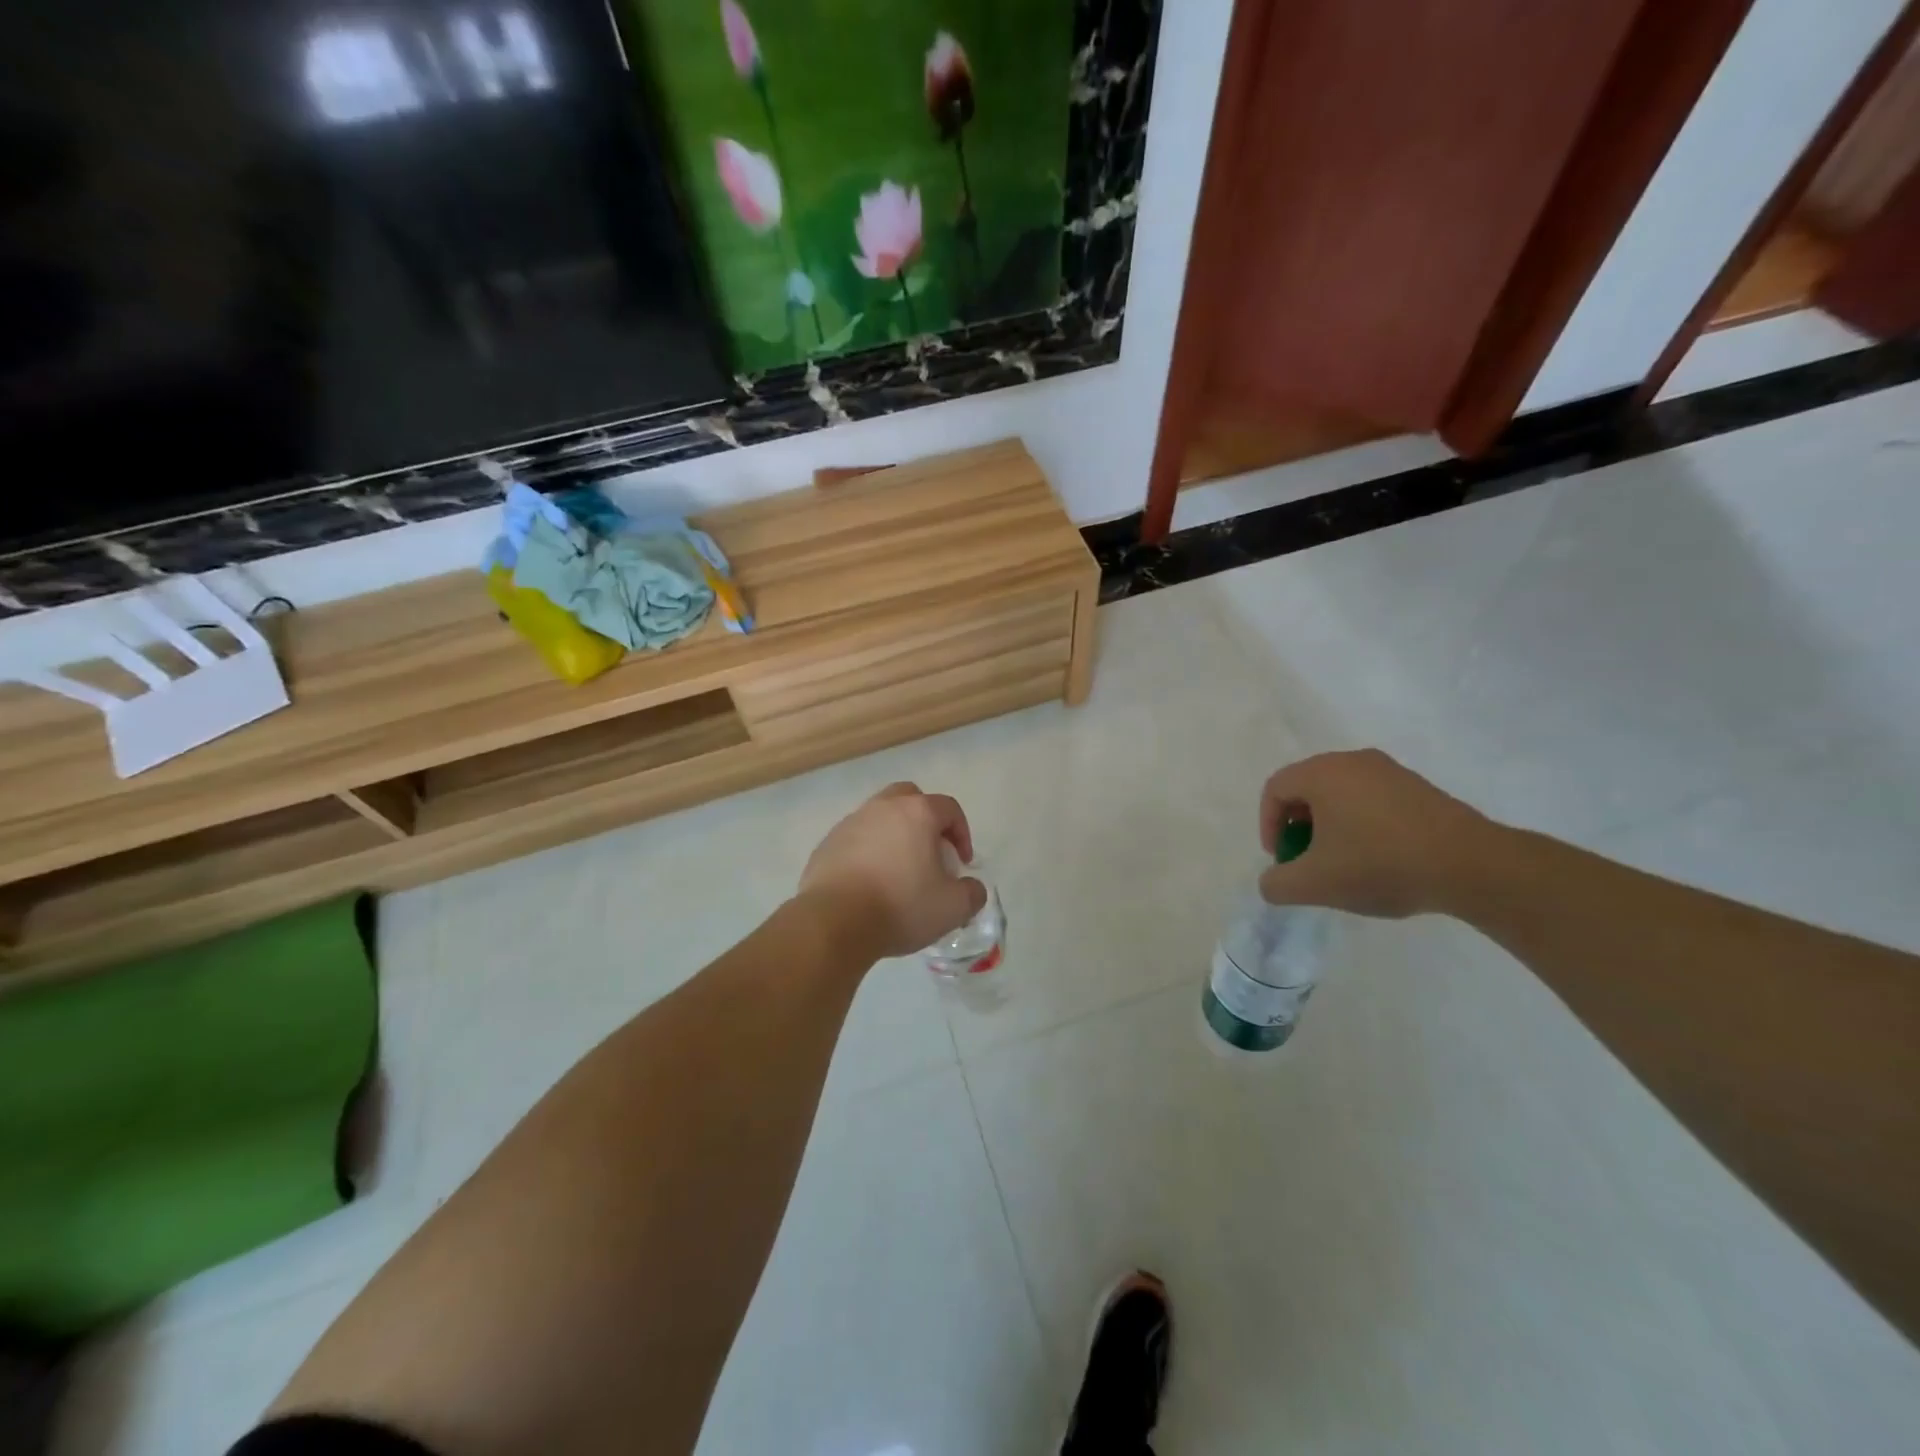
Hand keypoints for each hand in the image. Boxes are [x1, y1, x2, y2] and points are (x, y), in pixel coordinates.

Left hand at [799, 782, 988, 960]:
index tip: (962, 864)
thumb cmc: (900, 906)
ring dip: (894, 836)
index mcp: (917, 813)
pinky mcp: (827, 844)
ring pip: (880, 817)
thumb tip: (971, 888)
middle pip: (910, 798)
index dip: (962, 834)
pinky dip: (867, 852)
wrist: (834, 922)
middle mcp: (883, 807)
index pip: (949, 808)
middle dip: (925, 821)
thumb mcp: (952, 908)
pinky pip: (855, 839)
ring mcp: (850, 823)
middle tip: (930, 853)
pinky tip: (869, 883)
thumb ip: (972, 893)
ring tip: (898, 871)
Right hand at [1258, 749, 1494, 917]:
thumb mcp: (1314, 884)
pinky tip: (1379, 859)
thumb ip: (1277, 884)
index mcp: (1323, 773)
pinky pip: (1373, 800)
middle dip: (1298, 827)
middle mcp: (1353, 761)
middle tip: (1308, 861)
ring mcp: (1391, 771)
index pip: (1275, 789)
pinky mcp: (1419, 788)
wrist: (1471, 865)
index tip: (1283, 859)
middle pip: (1307, 789)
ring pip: (1341, 795)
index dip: (1267, 825)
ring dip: (1331, 827)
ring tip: (1344, 864)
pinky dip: (1362, 825)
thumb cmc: (1380, 864)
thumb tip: (1273, 881)